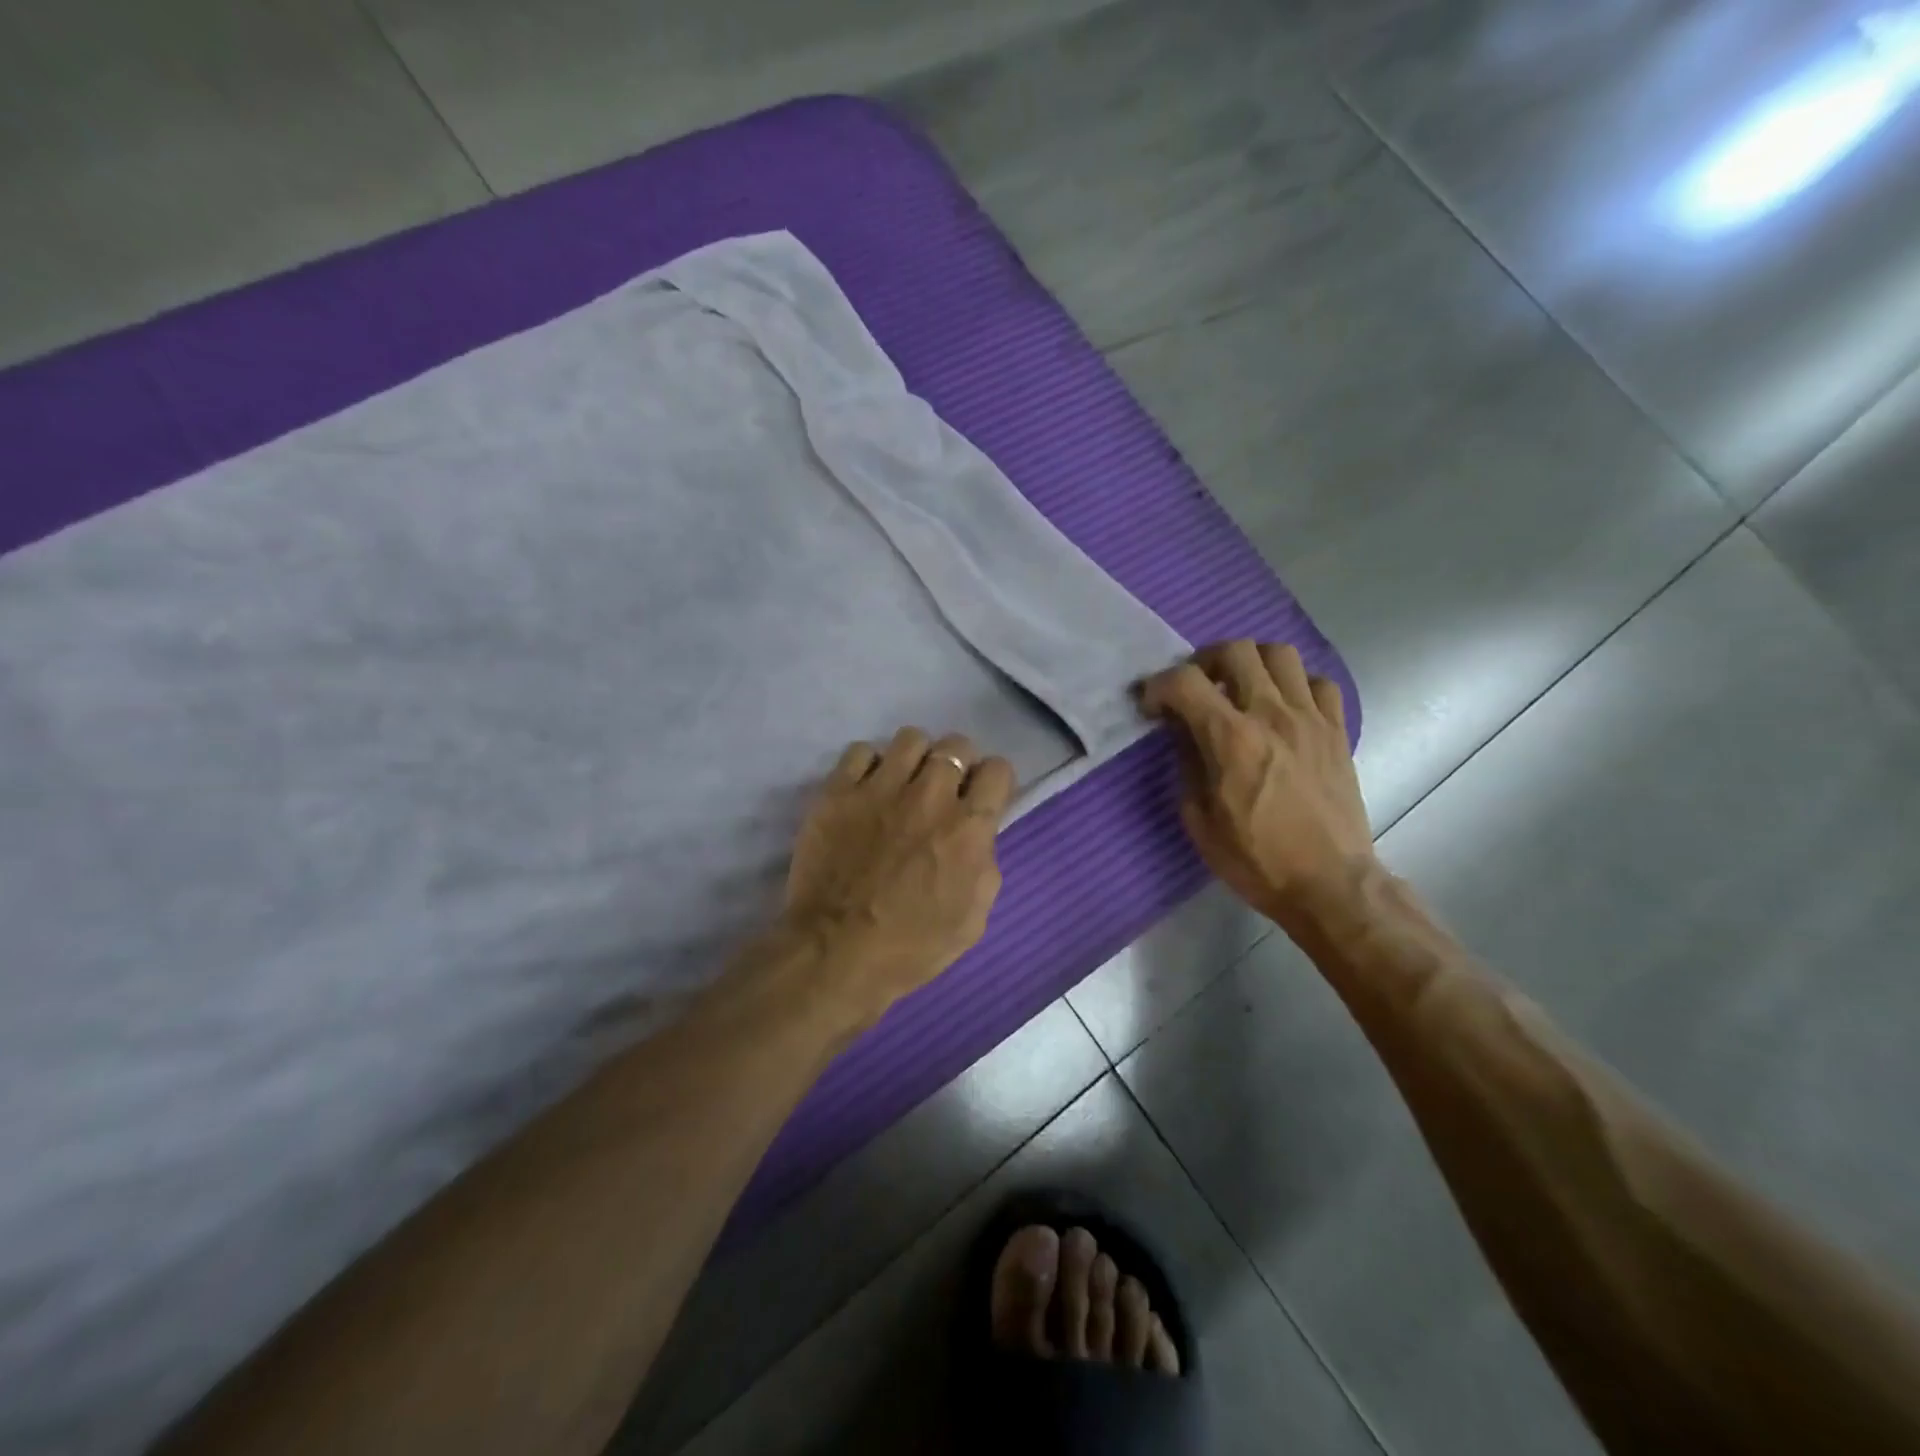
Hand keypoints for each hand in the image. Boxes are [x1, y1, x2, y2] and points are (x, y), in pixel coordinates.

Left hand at [780, 728, 1015, 1026]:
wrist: (835, 954)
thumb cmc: (911, 947)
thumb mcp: (972, 920)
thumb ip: (984, 866)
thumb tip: (977, 837)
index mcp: (968, 828)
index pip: (998, 769)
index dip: (993, 782)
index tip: (981, 798)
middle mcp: (929, 796)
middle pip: (956, 745)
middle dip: (958, 764)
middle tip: (943, 791)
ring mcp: (880, 788)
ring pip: (911, 738)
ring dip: (915, 758)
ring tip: (903, 783)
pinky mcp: (838, 792)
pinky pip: (861, 751)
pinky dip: (868, 766)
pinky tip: (866, 790)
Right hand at [1141, 641, 1372, 928]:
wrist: (1329, 883)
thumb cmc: (1256, 859)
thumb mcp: (1199, 820)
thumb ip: (1187, 765)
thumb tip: (1184, 732)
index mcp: (1231, 739)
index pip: (1185, 681)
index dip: (1159, 685)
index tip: (1153, 706)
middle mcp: (1272, 715)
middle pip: (1236, 650)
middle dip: (1204, 661)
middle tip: (1197, 687)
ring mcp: (1310, 719)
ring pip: (1281, 654)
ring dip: (1252, 663)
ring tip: (1241, 688)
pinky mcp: (1337, 731)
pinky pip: (1319, 683)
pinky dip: (1296, 685)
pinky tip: (1284, 707)